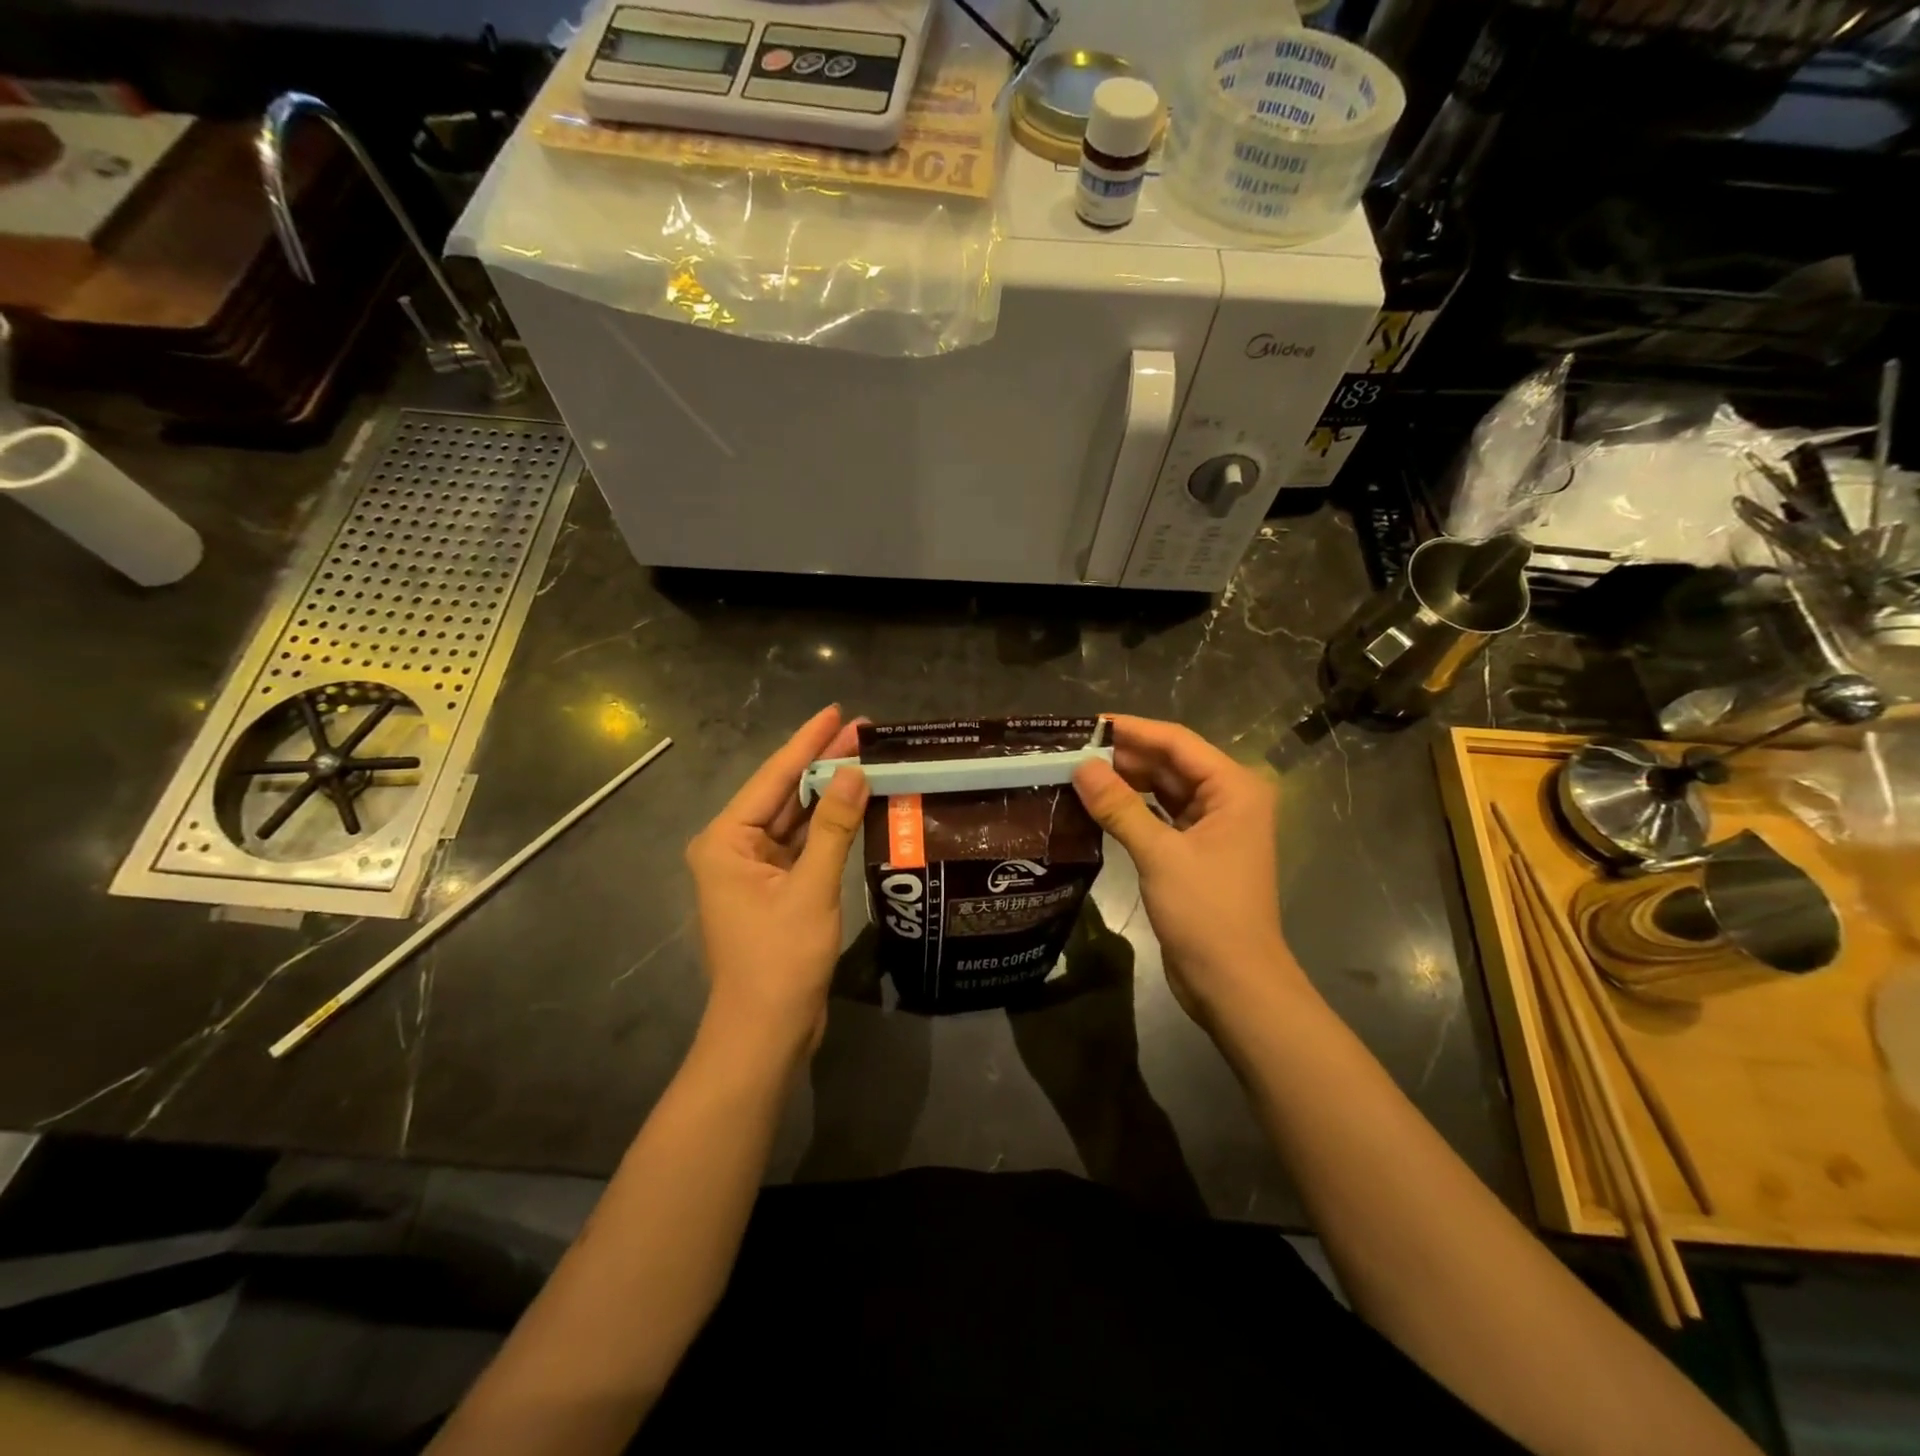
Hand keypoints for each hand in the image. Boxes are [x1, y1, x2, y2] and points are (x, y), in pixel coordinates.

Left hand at [686, 706, 869, 1063]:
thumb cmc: (779, 960)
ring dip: (828, 793)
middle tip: (863, 730)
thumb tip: (854, 771)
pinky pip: (803, 845)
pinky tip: (856, 803)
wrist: (765, 1034)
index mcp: (726, 841)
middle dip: (821, 763)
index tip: (837, 711)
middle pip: (784, 794)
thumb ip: (833, 827)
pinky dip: (829, 826)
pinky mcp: (775, 889)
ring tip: (865, 758)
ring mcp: (754, 870)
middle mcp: (734, 848)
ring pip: (796, 819)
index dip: (807, 742)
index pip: (773, 777)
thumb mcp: (811, 889)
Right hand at [1072, 715, 1305, 1026]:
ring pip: (1164, 790)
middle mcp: (1228, 799)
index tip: (1087, 725)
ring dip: (1126, 783)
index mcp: (1234, 788)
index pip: (1177, 742)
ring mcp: (1213, 827)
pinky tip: (1098, 806)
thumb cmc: (1206, 913)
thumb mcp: (1160, 854)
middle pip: (1170, 764)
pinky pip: (1160, 817)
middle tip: (1072, 752)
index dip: (1132, 730)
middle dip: (1124, 757)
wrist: (1234, 983)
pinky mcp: (1196, 852)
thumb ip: (1120, 807)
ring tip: (1077, 774)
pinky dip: (1133, 810)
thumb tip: (1081, 767)